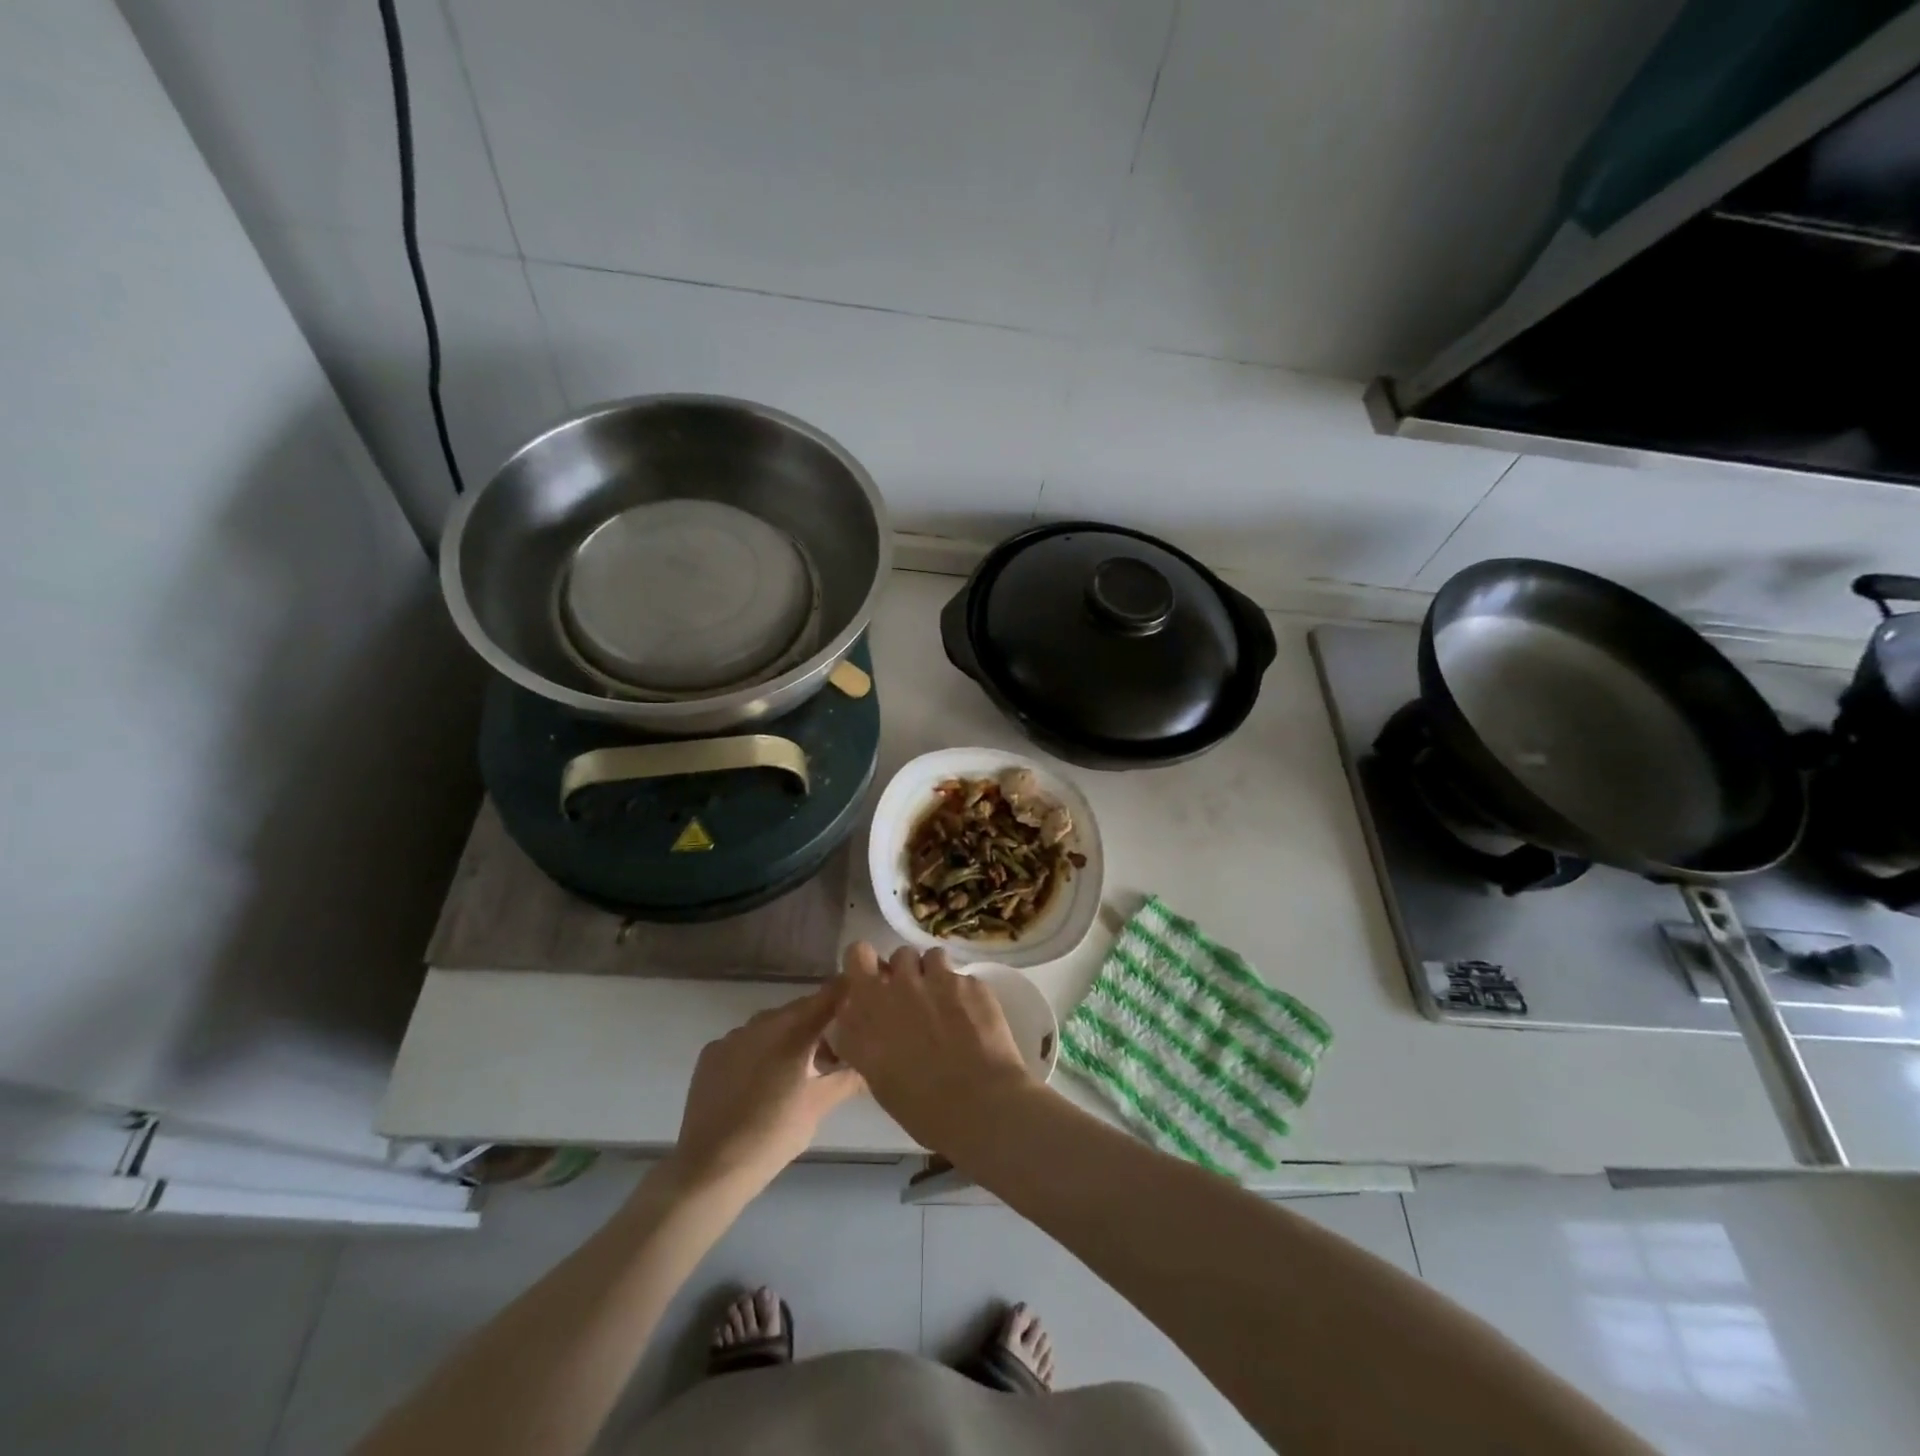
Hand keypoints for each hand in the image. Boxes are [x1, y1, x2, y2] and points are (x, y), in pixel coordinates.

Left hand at [670, 983, 864, 1193]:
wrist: (710, 1168)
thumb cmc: (773, 1133)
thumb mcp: (819, 1105)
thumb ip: (849, 1077)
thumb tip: (872, 1062)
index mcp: (792, 1029)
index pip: (829, 996)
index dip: (848, 993)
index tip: (864, 1000)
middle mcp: (762, 1022)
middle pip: (799, 1011)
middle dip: (819, 1025)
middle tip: (836, 1052)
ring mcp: (732, 1036)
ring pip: (771, 1026)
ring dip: (789, 1038)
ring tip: (800, 1071)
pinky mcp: (711, 1055)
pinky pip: (745, 1043)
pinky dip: (760, 1052)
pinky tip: (763, 1082)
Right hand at [831, 943, 1032, 1150]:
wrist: (979, 1104)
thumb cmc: (921, 1108)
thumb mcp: (877, 1077)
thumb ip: (866, 1040)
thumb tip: (869, 1028)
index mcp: (868, 1010)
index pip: (856, 954)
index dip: (866, 962)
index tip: (875, 979)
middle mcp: (898, 986)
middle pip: (898, 954)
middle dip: (905, 971)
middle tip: (913, 996)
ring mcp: (937, 979)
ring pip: (931, 957)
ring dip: (934, 975)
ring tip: (945, 1002)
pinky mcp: (970, 982)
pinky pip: (962, 976)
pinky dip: (964, 993)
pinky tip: (973, 1018)